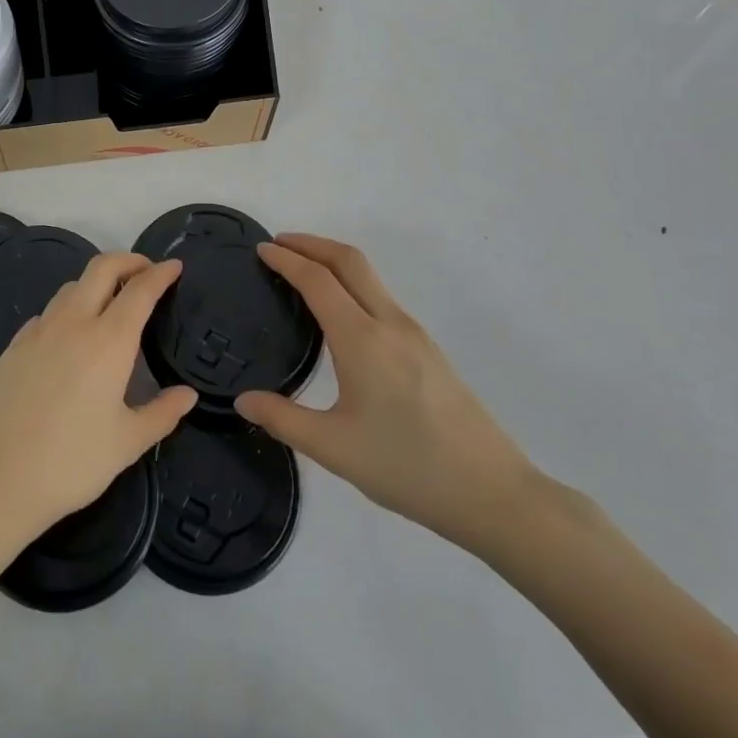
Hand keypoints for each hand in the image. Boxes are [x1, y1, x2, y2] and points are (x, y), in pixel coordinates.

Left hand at [0, 254, 196, 553]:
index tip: (175, 266)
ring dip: (96, 283)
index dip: (160, 274)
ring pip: (71, 287)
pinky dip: (67, 310)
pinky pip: (47, 313)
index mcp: (109, 340)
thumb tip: (188, 394)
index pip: (140, 290)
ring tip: (110, 303)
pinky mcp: (14, 346)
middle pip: (102, 267)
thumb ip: (162, 413)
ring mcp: (38, 331)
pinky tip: (69, 337)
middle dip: (128, 260)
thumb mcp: (127, 443)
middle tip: (146, 272)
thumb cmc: (71, 462)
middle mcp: (73, 322)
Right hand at [236, 234, 542, 556]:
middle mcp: (390, 323)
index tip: (261, 249)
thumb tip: (243, 400)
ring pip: (370, 277)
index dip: (286, 259)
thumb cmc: (408, 468)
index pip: (317, 280)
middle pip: (350, 260)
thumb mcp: (334, 449)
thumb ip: (283, 420)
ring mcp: (415, 334)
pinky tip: (342, 314)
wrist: (494, 493)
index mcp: (362, 339)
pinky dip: (353, 285)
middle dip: (312, 243)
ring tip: (304, 273)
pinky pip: (382, 298)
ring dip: (334, 262)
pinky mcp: (429, 350)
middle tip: (280, 244)